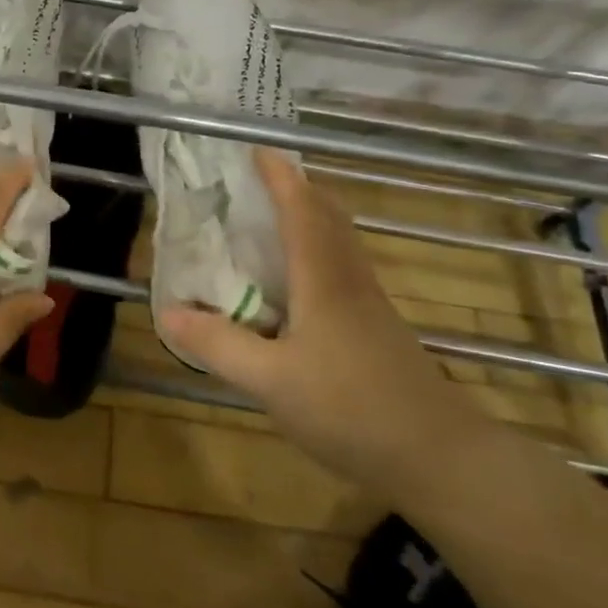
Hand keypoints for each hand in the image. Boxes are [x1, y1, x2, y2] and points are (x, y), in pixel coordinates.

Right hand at [158, 149, 481, 495]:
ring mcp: (369, 305)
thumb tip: (167, 311)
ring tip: (269, 221)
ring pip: (338, 242)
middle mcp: (349, 281)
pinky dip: (316, 252)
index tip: (256, 149)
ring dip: (308, 218)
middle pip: (327, 217)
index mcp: (323, 280)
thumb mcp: (269, 381)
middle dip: (296, 189)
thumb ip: (218, 344)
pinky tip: (295, 284)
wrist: (440, 457)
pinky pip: (341, 269)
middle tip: (258, 181)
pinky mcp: (377, 330)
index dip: (279, 177)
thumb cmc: (351, 409)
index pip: (301, 210)